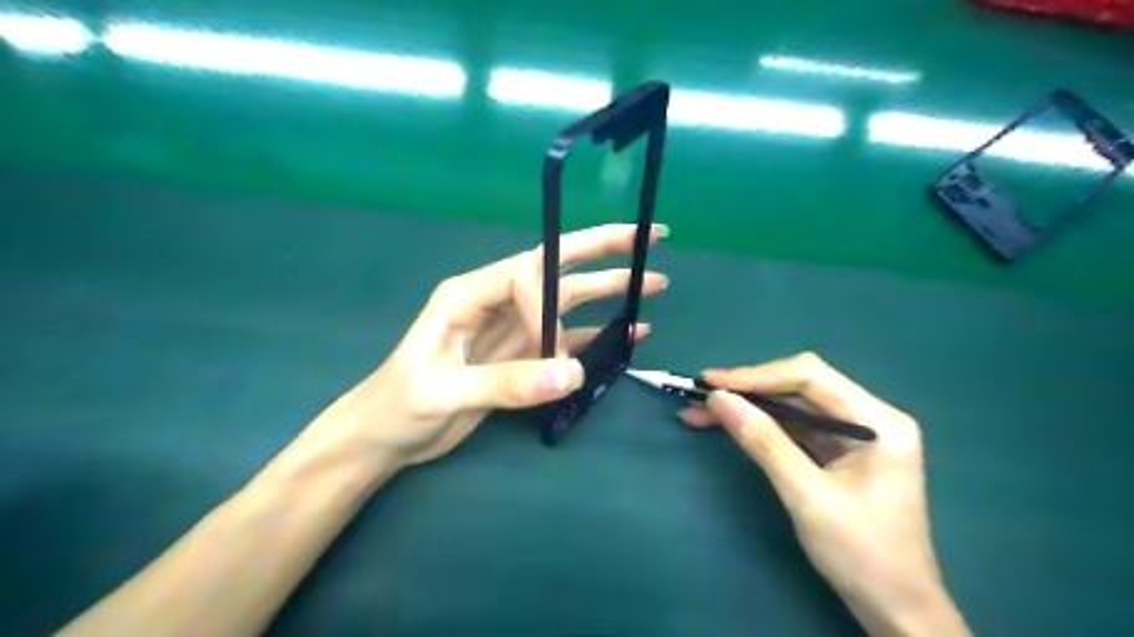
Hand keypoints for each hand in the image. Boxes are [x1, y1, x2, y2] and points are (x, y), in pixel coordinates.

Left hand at [299, 222, 669, 471]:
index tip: (554, 344)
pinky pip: (567, 339)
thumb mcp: (442, 392)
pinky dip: (598, 335)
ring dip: (609, 291)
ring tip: (652, 284)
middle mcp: (497, 302)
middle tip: (649, 237)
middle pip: (557, 267)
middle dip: (603, 249)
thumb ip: (506, 382)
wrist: (385, 436)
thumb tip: (572, 374)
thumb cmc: (398, 405)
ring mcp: (513, 329)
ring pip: (568, 301)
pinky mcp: (522, 356)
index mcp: (469, 294)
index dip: (550, 300)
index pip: (526, 273)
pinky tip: (629, 332)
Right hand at [676, 353, 969, 636]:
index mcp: (878, 420)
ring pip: (791, 407)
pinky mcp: (838, 453)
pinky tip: (728, 426)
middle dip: (747, 391)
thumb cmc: (861, 555)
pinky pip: (793, 429)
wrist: (895, 611)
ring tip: (701, 411)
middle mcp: (869, 417)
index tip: (711, 383)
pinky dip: (759, 427)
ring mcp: (854, 435)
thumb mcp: (806, 495)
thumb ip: (763, 441)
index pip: (810, 376)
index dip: (756, 376)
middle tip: (700, 395)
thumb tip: (719, 398)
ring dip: (748, 408)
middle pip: (799, 387)